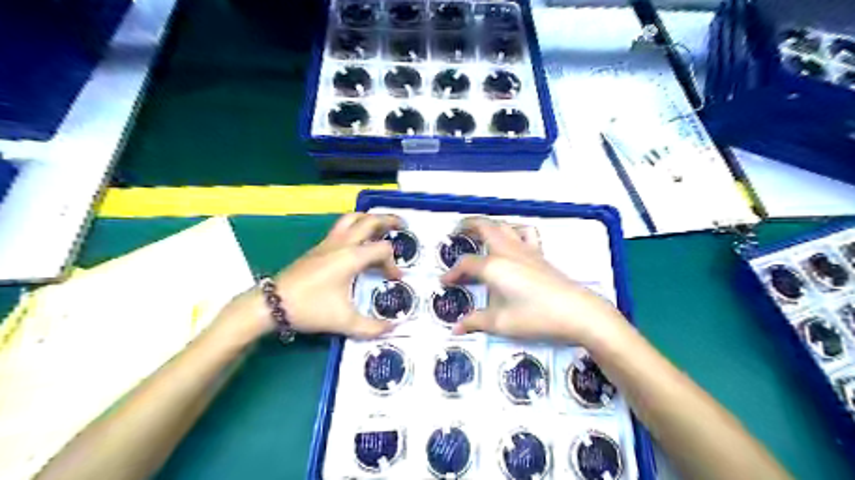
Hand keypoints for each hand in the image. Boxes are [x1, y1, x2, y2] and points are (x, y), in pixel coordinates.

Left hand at [211, 213, 402, 340]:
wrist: (271, 303)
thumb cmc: (310, 308)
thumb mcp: (344, 322)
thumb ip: (372, 327)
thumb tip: (392, 329)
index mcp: (351, 257)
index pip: (382, 250)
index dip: (393, 264)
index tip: (395, 280)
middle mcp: (342, 244)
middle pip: (369, 221)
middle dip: (388, 220)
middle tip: (402, 224)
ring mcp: (328, 243)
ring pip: (352, 218)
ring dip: (369, 219)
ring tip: (381, 226)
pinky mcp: (318, 247)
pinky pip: (341, 227)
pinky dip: (356, 226)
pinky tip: (358, 241)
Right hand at [444, 218, 625, 348]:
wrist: (577, 312)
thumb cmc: (535, 317)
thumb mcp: (501, 323)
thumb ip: (475, 322)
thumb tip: (456, 328)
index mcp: (493, 266)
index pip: (465, 264)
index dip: (452, 273)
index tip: (444, 282)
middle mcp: (507, 251)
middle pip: (484, 227)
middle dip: (467, 225)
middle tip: (456, 230)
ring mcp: (525, 250)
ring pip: (504, 226)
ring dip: (490, 224)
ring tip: (480, 231)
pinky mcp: (540, 254)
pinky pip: (525, 233)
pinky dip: (515, 230)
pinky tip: (513, 240)